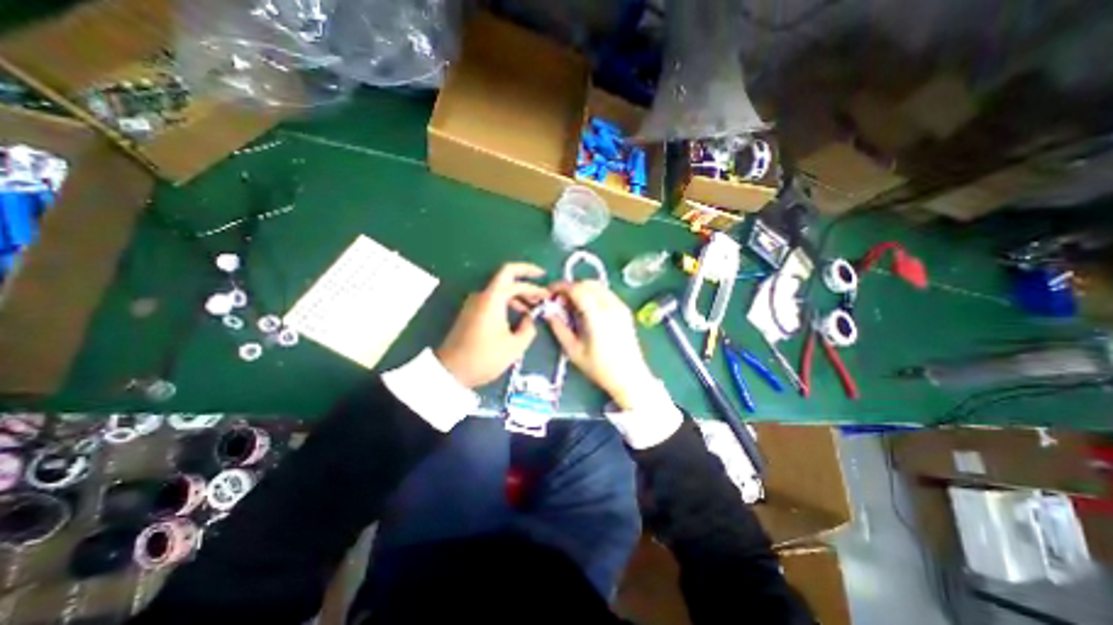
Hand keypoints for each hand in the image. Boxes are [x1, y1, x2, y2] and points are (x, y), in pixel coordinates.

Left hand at [440, 262, 551, 386]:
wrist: (451, 370)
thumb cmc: (485, 357)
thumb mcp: (515, 346)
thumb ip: (529, 328)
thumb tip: (530, 319)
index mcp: (493, 298)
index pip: (514, 276)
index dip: (532, 279)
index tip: (546, 286)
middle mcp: (482, 295)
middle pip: (507, 278)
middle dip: (526, 281)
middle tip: (542, 291)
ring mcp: (474, 303)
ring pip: (500, 289)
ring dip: (518, 295)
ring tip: (533, 308)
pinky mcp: (471, 312)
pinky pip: (493, 299)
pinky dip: (508, 302)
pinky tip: (518, 315)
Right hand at [548, 279, 652, 407]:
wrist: (630, 377)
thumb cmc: (600, 368)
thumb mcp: (573, 351)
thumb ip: (559, 328)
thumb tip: (548, 312)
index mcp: (598, 316)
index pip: (578, 289)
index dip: (561, 287)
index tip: (550, 292)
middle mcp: (611, 306)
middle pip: (588, 283)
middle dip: (571, 287)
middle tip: (559, 300)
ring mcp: (621, 307)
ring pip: (598, 286)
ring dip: (582, 289)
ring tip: (571, 304)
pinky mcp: (625, 310)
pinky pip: (606, 293)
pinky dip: (593, 294)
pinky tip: (586, 308)